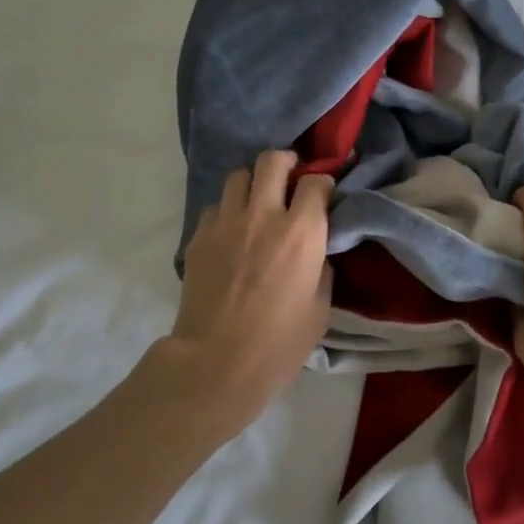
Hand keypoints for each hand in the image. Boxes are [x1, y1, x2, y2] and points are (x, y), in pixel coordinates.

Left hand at [153, 151, 333, 431]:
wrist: (216, 363)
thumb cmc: (279, 342)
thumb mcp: (321, 307)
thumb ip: (321, 266)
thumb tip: (316, 249)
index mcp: (302, 231)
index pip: (316, 181)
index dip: (323, 183)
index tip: (324, 194)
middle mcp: (264, 215)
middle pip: (272, 161)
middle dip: (286, 163)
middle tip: (290, 178)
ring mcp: (226, 223)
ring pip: (238, 176)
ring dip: (252, 184)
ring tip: (257, 202)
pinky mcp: (199, 237)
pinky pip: (214, 207)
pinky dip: (226, 212)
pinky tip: (231, 233)